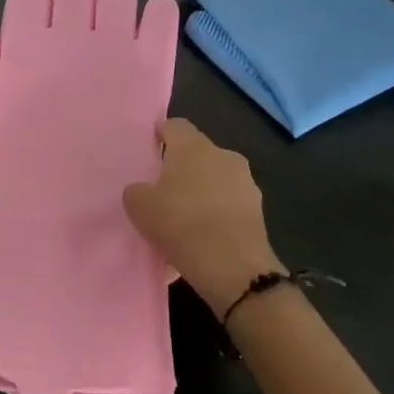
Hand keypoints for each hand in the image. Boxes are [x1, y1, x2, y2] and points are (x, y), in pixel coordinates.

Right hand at [122, 119, 282, 320]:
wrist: (233, 267)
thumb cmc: (181, 223)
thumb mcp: (139, 207)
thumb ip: (136, 190)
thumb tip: (144, 190)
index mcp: (193, 146)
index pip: (174, 125)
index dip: (160, 135)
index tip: (148, 151)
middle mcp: (223, 155)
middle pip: (197, 153)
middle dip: (181, 167)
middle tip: (162, 190)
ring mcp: (245, 183)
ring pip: (214, 180)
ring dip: (200, 191)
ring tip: (182, 220)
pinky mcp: (257, 210)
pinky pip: (227, 205)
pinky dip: (215, 215)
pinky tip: (201, 238)